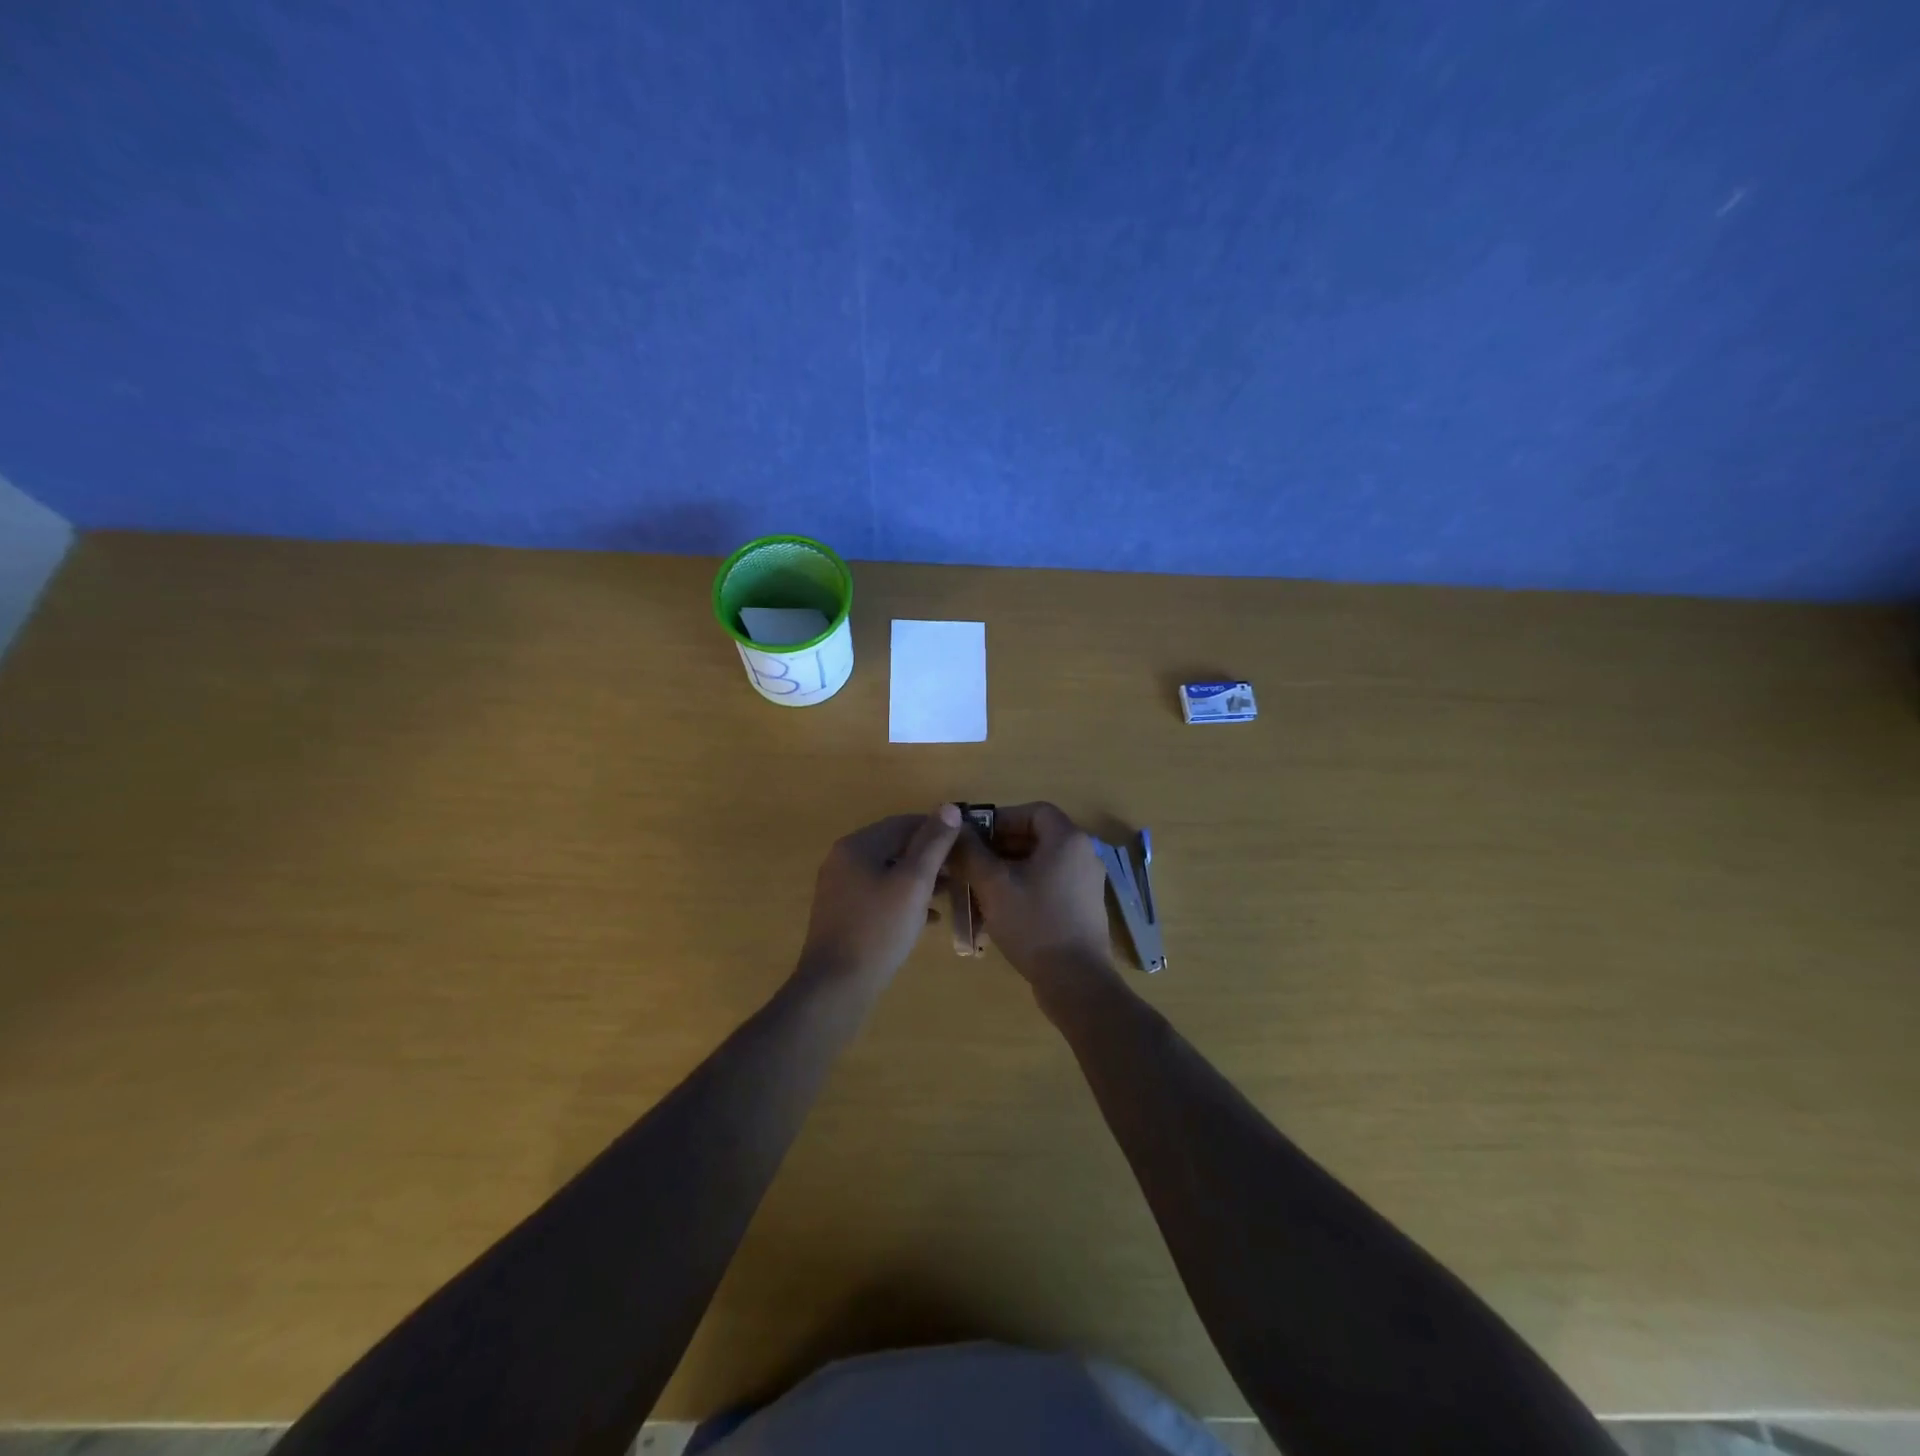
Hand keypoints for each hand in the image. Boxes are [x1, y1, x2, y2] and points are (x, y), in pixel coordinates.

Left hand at [798, 805, 962, 983]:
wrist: (835, 987)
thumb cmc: (878, 930)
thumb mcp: (913, 883)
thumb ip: (932, 844)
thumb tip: (949, 807)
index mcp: (857, 845)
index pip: (904, 823)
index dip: (937, 830)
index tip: (965, 843)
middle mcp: (843, 859)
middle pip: (894, 846)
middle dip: (929, 856)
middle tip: (961, 870)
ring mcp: (840, 888)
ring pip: (888, 872)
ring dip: (919, 878)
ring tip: (950, 892)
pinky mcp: (842, 913)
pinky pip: (879, 894)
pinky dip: (903, 898)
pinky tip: (927, 918)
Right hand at [951, 802, 1116, 992]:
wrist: (1075, 981)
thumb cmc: (1033, 923)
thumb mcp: (993, 885)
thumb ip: (971, 852)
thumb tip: (955, 829)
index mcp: (1067, 840)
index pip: (1033, 811)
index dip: (1001, 819)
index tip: (974, 837)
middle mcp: (1084, 854)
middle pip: (1037, 837)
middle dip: (1000, 847)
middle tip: (971, 864)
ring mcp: (1087, 883)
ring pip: (1041, 864)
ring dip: (1009, 870)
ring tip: (979, 888)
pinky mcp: (1084, 908)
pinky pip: (1050, 885)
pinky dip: (1025, 888)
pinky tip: (1001, 911)